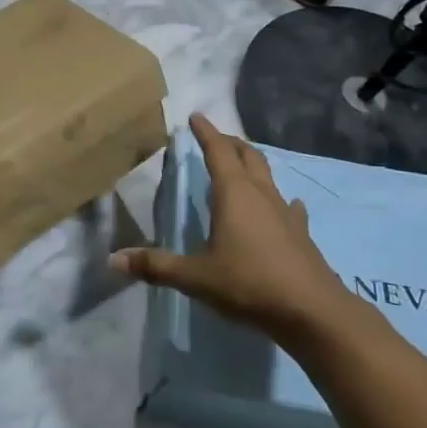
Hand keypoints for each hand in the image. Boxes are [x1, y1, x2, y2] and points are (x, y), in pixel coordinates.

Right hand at [111, 114, 364, 354]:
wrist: (312, 311)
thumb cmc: (249, 283)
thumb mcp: (196, 276)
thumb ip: (156, 266)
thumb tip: (114, 259)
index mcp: (233, 193)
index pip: (218, 151)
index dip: (205, 132)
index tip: (196, 116)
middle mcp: (260, 194)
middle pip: (247, 156)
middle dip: (231, 143)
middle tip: (217, 138)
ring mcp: (285, 212)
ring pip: (268, 176)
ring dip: (253, 166)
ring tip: (242, 167)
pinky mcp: (301, 233)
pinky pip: (288, 206)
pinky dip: (279, 200)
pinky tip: (284, 206)